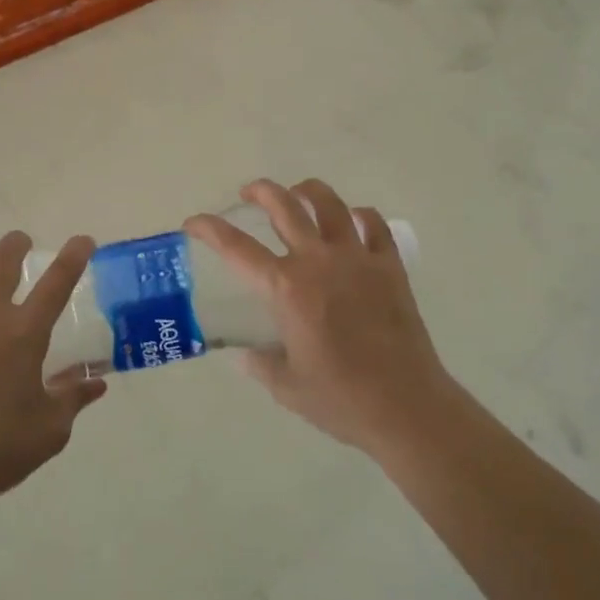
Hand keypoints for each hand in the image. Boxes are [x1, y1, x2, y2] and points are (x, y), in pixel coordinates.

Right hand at [185, 179, 457, 454]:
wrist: (407, 408)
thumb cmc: (341, 400)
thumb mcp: (287, 388)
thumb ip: (261, 364)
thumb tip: (245, 355)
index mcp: (286, 288)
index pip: (236, 248)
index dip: (209, 229)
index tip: (193, 222)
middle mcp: (318, 261)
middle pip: (284, 207)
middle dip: (260, 191)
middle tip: (249, 192)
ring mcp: (357, 258)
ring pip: (329, 204)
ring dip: (308, 191)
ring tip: (298, 192)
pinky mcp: (390, 267)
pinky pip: (374, 225)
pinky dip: (360, 216)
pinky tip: (353, 221)